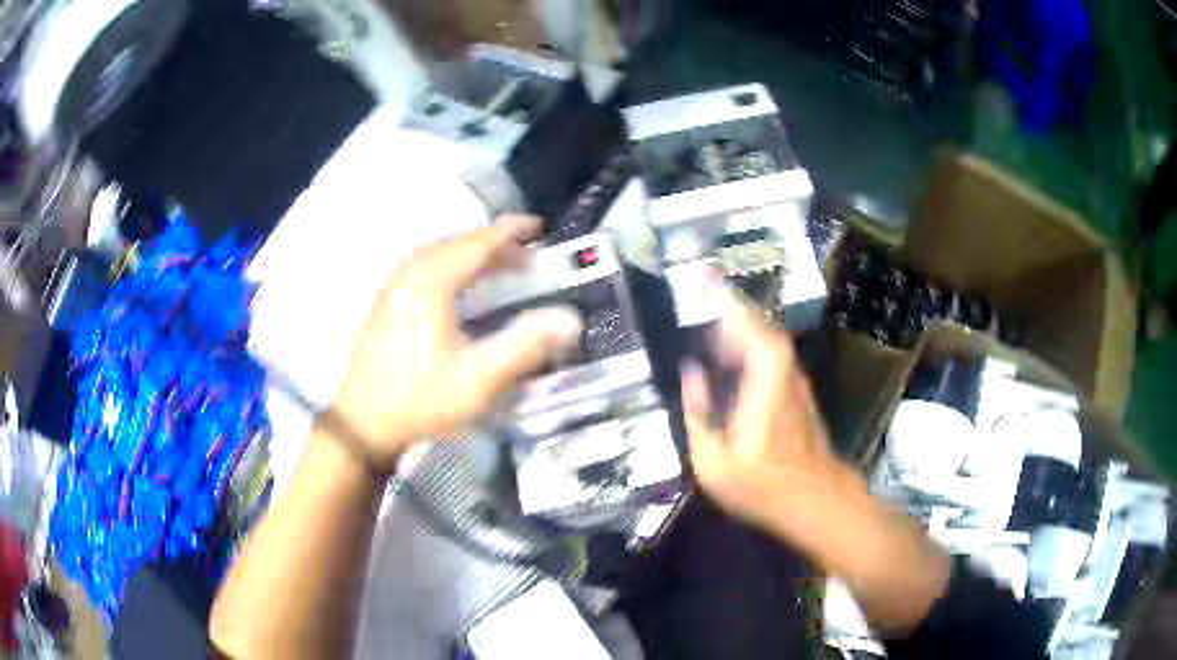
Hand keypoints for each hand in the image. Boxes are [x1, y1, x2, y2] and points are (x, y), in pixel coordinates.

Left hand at [332, 216, 582, 468]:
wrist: (363, 423)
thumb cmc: (421, 399)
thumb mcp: (479, 378)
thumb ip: (526, 345)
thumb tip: (570, 318)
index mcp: (432, 281)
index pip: (478, 242)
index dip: (511, 232)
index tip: (540, 227)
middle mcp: (410, 272)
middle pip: (458, 243)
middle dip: (495, 244)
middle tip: (527, 256)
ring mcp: (394, 285)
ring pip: (439, 253)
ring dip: (472, 255)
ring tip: (500, 267)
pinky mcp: (387, 301)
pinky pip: (425, 266)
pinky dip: (452, 266)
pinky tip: (461, 286)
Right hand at [681, 287, 949, 632]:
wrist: (816, 500)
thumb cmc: (763, 485)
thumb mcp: (712, 458)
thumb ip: (697, 411)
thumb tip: (690, 372)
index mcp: (762, 376)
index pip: (741, 322)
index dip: (721, 296)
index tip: (700, 274)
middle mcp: (782, 368)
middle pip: (755, 323)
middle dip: (727, 304)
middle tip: (699, 291)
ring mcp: (792, 379)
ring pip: (763, 338)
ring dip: (737, 325)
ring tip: (707, 322)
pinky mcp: (796, 391)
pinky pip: (768, 355)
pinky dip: (747, 346)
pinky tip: (730, 359)